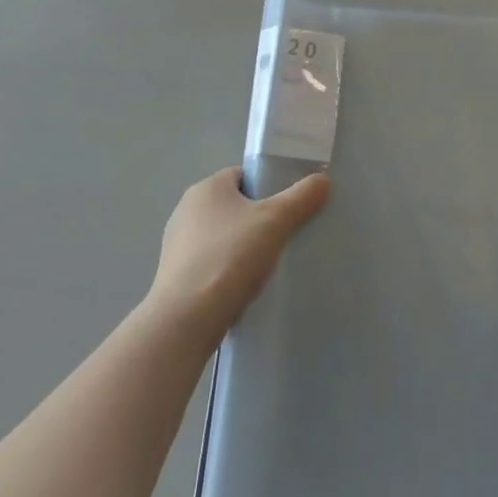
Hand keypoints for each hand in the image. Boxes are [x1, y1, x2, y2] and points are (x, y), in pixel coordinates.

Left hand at [148, 167, 329, 340]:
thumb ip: (302, 197)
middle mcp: (186, 210)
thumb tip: (323, 180)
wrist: (186, 320)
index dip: (269, 187)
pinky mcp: (174, 277)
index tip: (288, 208)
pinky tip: (244, 286)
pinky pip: (211, 263)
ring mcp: (177, 245)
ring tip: (267, 265)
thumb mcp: (276, 220)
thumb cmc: (230, 257)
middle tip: (284, 235)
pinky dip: (227, 270)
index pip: (243, 175)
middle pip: (234, 206)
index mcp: (206, 188)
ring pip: (222, 236)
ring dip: (242, 246)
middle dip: (258, 219)